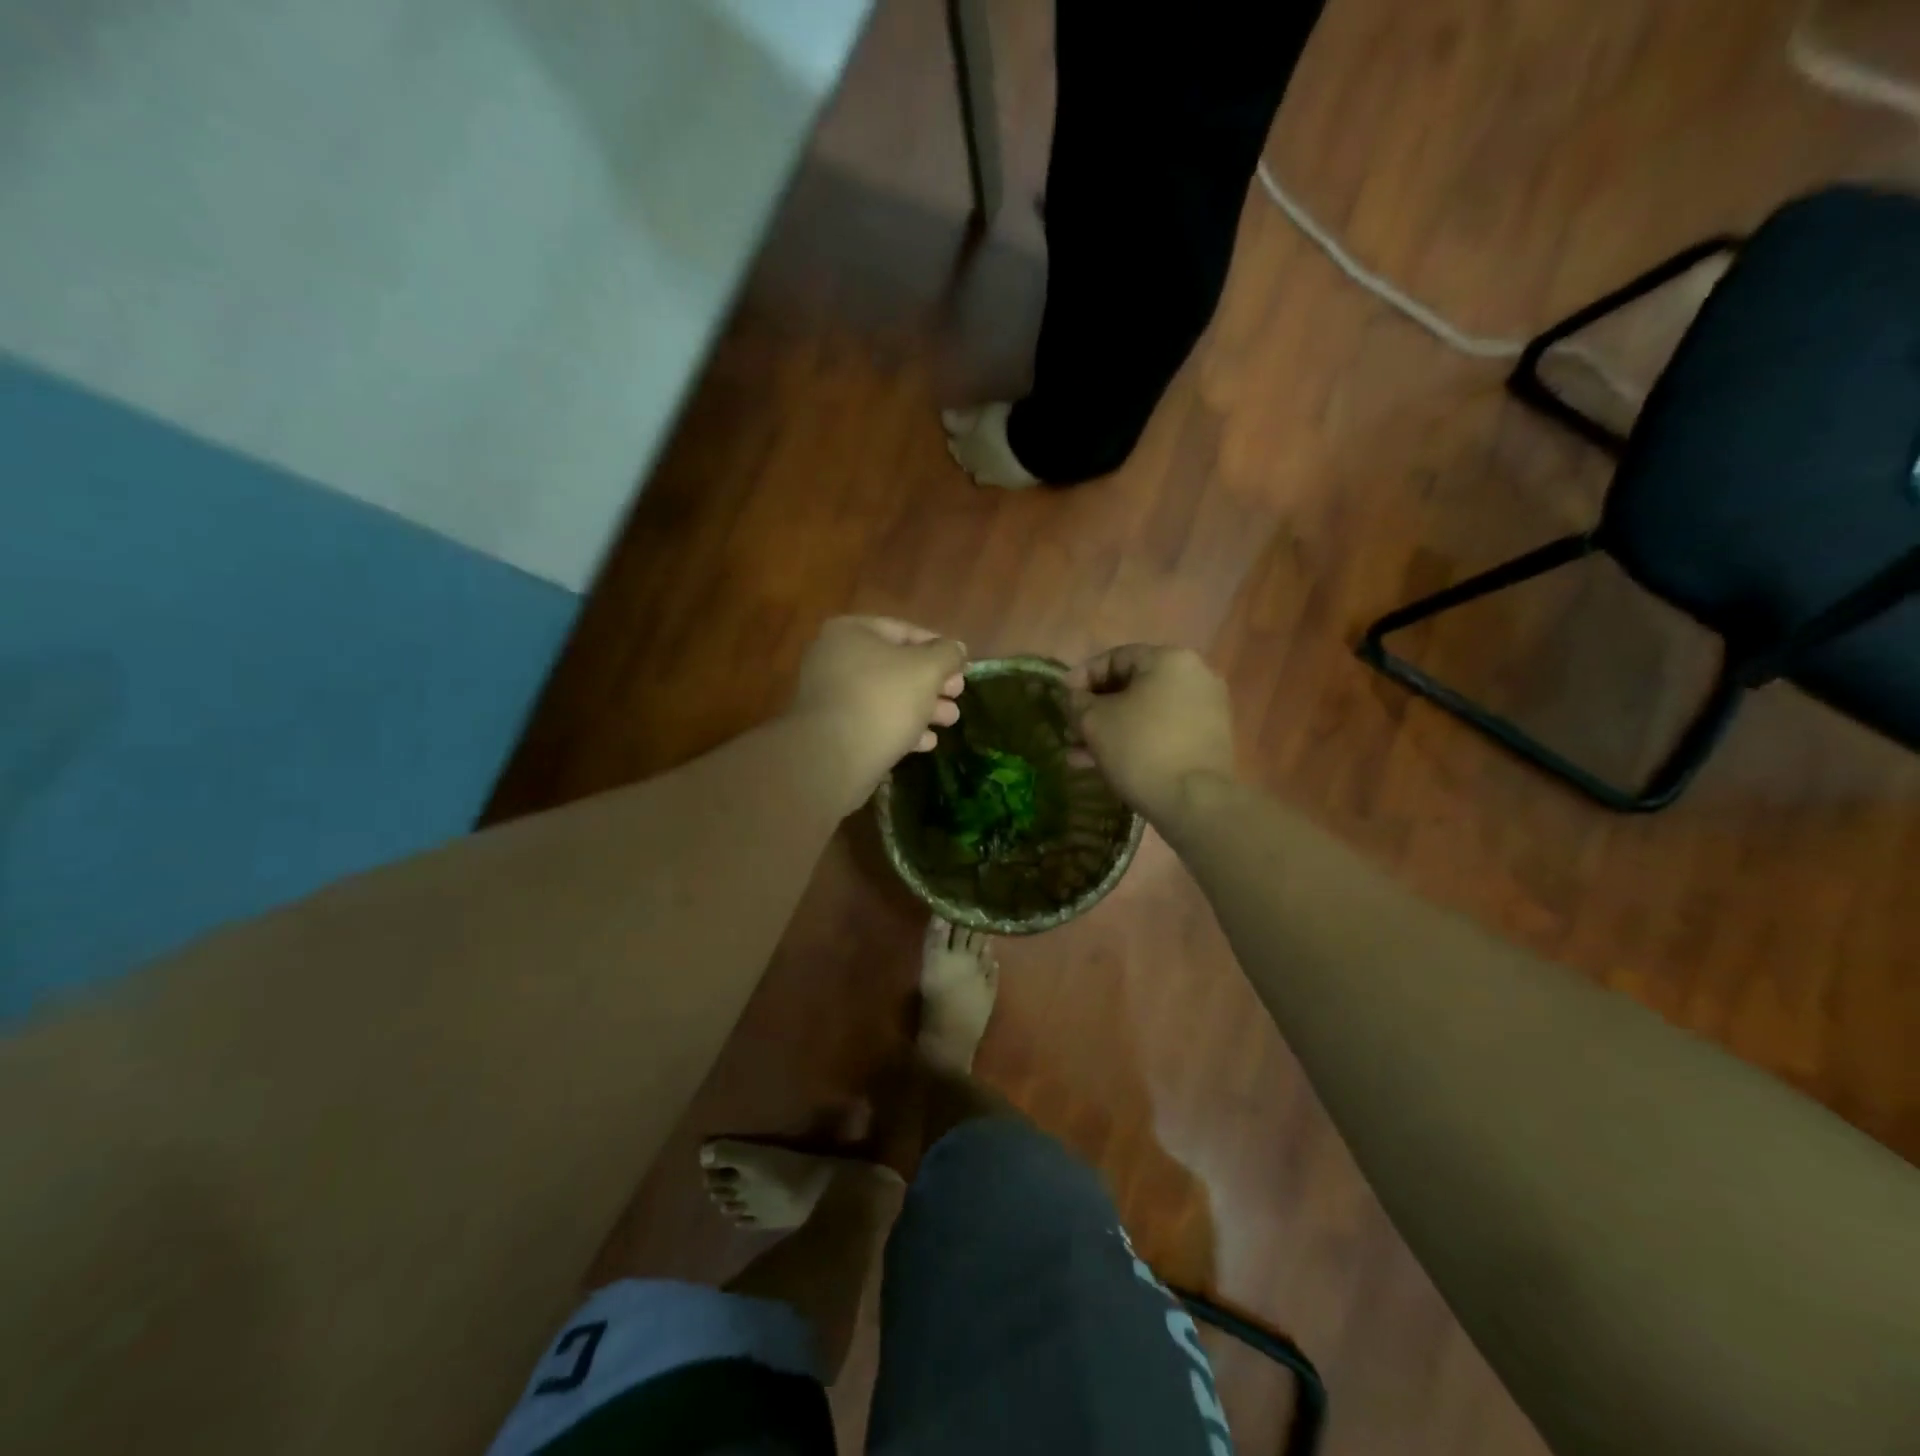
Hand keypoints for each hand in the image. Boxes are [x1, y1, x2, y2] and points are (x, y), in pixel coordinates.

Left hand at [787, 616, 966, 804]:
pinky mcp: (833, 730)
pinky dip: (900, 728)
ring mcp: (831, 696)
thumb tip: (957, 649)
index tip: (962, 667)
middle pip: (896, 666)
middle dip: (932, 682)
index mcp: (851, 632)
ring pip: (886, 696)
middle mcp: (834, 658)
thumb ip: (947, 654)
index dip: (939, 648)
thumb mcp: (927, 669)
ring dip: (922, 707)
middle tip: (958, 696)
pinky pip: (872, 721)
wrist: (834, 757)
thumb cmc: (883, 699)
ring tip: (950, 721)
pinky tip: (926, 743)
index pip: (905, 631)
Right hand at [1067, 645, 1234, 820]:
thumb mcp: (1095, 721)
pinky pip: (1163, 730)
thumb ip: (1078, 701)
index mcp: (1169, 660)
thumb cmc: (1140, 749)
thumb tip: (1076, 696)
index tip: (1062, 699)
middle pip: (1131, 686)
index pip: (1115, 657)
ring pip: (1145, 712)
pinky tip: (1107, 764)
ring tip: (1080, 755)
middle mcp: (1194, 676)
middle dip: (1095, 710)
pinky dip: (1136, 740)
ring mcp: (1206, 708)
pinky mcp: (1209, 738)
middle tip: (1070, 730)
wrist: (1194, 801)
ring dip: (1111, 729)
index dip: (1082, 677)